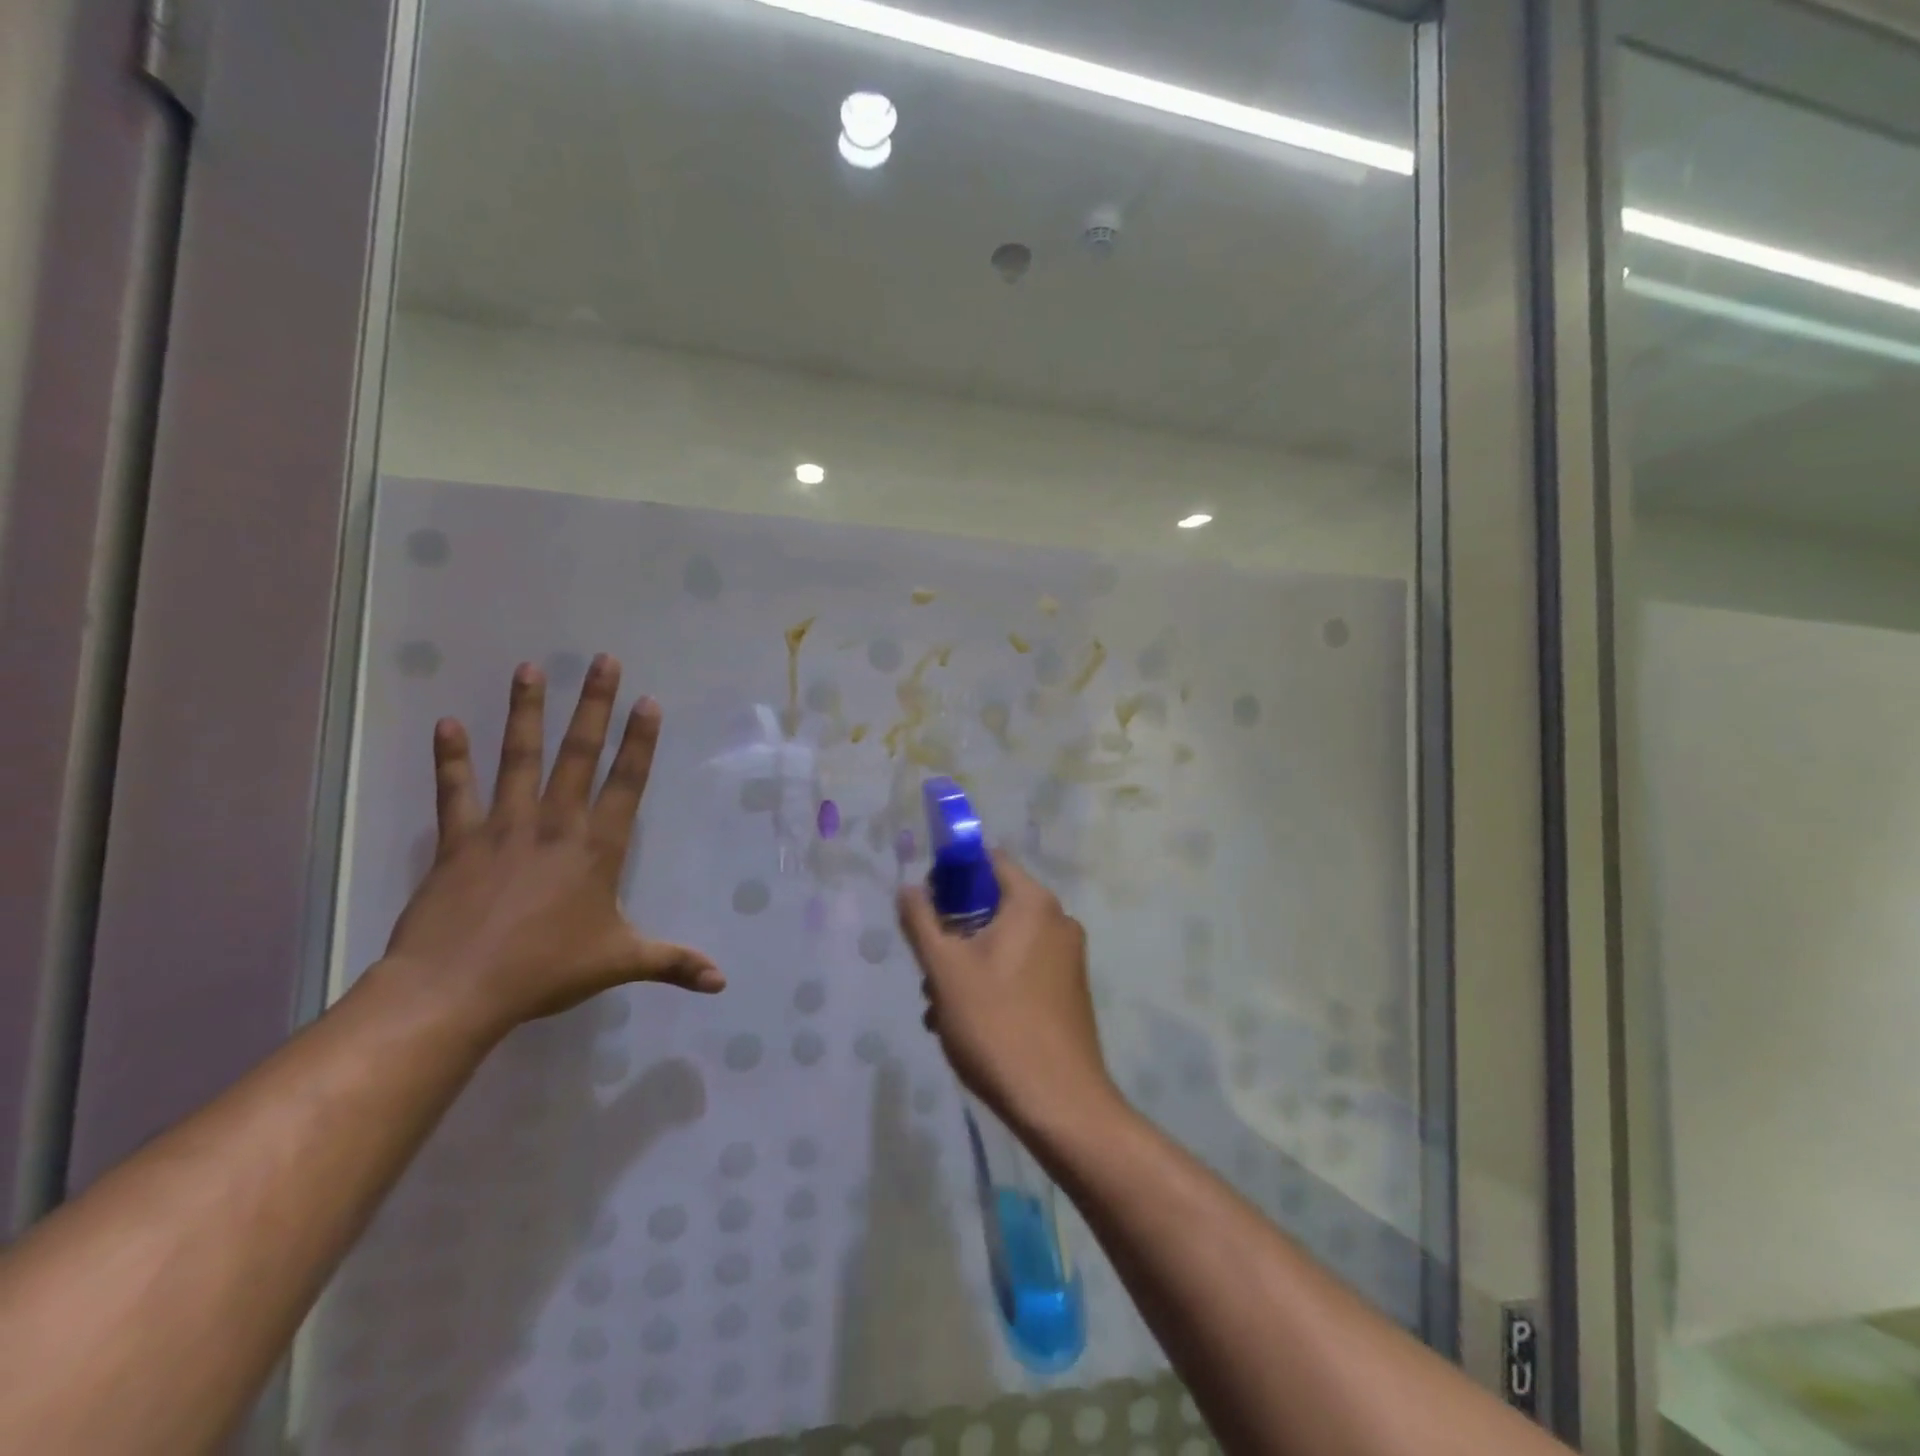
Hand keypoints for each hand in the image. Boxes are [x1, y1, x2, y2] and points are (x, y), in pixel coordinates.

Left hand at [383, 655, 722, 1034]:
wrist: (456, 989)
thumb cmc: (546, 971)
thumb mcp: (619, 962)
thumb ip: (673, 962)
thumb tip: (722, 981)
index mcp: (597, 847)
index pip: (626, 782)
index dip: (640, 741)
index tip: (647, 701)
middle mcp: (555, 824)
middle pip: (578, 754)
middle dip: (593, 705)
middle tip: (602, 661)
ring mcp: (504, 827)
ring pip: (519, 758)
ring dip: (525, 712)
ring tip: (528, 668)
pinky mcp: (459, 840)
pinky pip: (455, 791)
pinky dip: (451, 757)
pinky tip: (448, 723)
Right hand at [896, 854, 1114, 1133]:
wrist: (1060, 1103)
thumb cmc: (997, 1025)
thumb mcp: (945, 970)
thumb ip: (921, 921)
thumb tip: (908, 888)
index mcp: (1034, 903)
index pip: (988, 861)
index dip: (952, 874)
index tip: (926, 907)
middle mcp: (1058, 921)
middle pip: (993, 904)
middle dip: (954, 932)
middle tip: (928, 970)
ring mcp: (1067, 957)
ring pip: (1004, 942)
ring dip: (967, 964)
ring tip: (939, 1008)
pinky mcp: (1068, 990)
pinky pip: (1022, 967)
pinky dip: (992, 982)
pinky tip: (966, 1022)